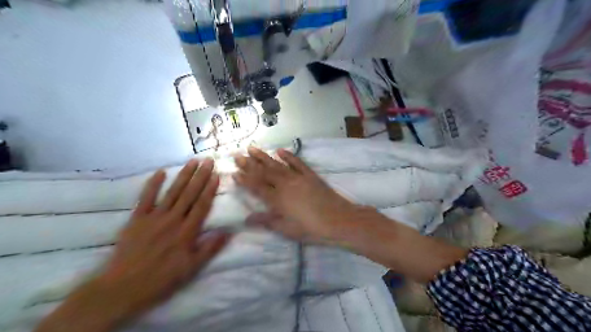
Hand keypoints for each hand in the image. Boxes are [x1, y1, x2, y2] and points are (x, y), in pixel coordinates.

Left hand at [33, 159, 228, 329]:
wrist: (123, 287)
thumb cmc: (162, 278)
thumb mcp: (192, 268)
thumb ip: (210, 248)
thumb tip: (228, 231)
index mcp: (187, 231)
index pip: (202, 205)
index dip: (210, 189)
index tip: (216, 175)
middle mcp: (173, 219)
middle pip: (189, 194)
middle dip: (200, 176)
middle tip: (208, 160)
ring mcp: (154, 217)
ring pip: (173, 192)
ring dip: (183, 176)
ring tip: (192, 161)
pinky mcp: (137, 219)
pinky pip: (146, 198)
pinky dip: (152, 184)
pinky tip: (160, 172)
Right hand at [232, 148, 361, 243]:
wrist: (338, 220)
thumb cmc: (311, 229)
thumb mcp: (286, 229)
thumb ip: (267, 221)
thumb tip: (246, 218)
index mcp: (277, 199)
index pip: (257, 187)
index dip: (245, 180)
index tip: (234, 172)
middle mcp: (285, 184)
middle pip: (264, 172)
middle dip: (249, 164)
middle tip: (237, 155)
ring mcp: (298, 177)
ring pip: (277, 165)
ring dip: (264, 156)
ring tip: (252, 148)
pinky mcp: (310, 175)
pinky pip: (297, 163)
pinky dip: (288, 155)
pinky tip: (280, 150)